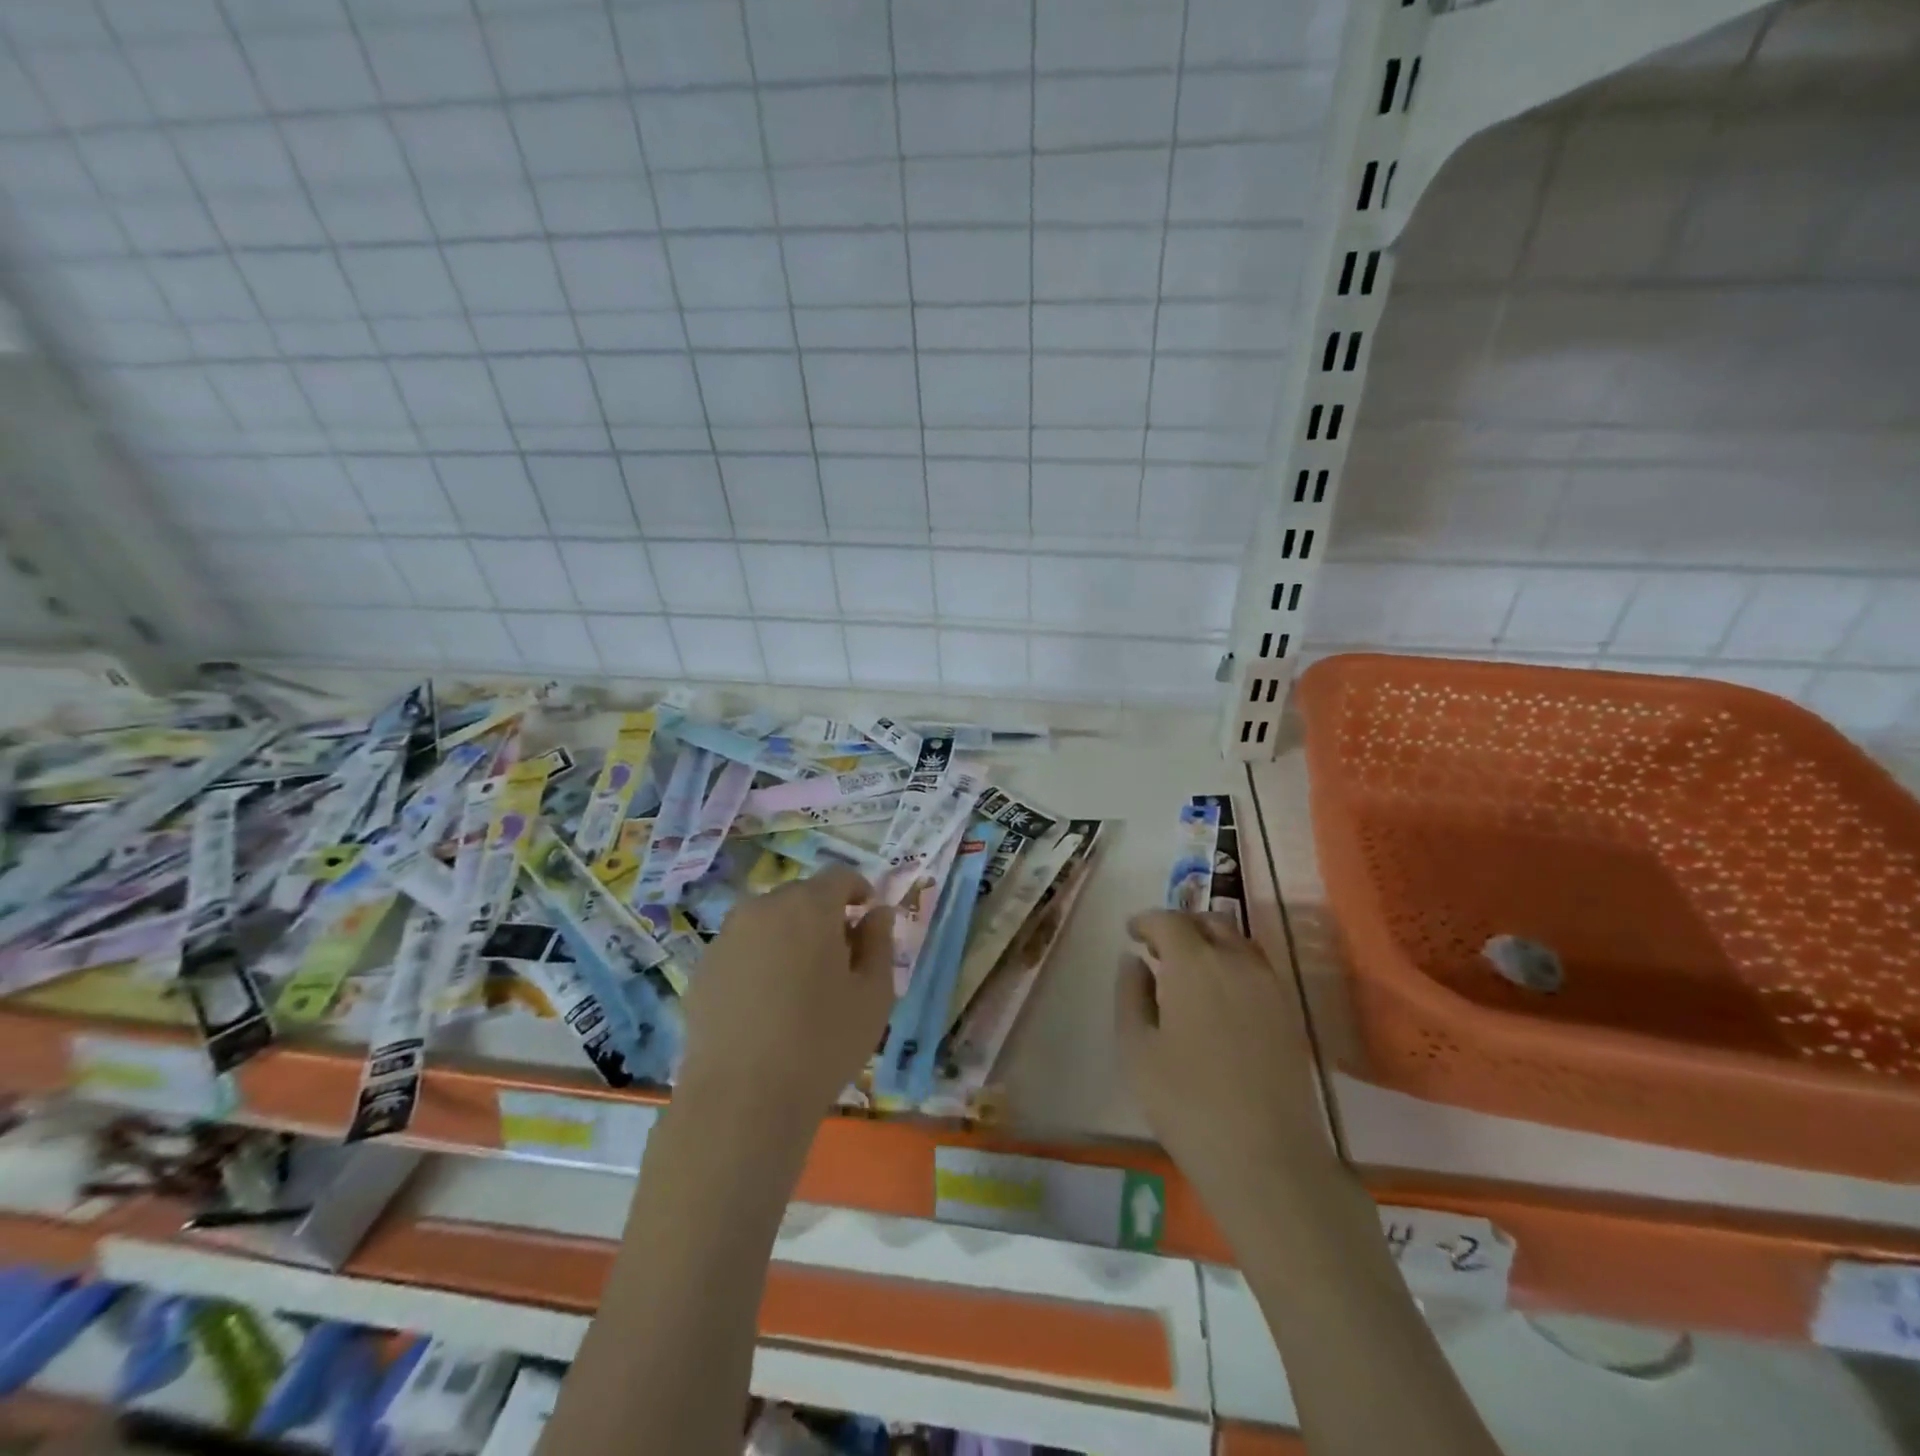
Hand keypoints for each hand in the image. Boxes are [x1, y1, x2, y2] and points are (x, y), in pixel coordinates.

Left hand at [676, 866, 895, 1127]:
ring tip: (800, 983)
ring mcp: (727, 936)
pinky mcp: (703, 968)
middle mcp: (763, 907)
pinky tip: (766, 1004)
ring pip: (769, 920)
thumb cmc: (822, 1043)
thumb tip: (877, 913)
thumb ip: (880, 943)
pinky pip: (743, 948)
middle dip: (824, 915)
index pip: (839, 877)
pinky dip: (760, 960)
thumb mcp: (874, 995)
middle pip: (802, 896)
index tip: (868, 918)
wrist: (741, 1100)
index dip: (858, 891)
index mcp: (809, 906)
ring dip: (790, 936)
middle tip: (840, 958)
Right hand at [1116, 909, 1333, 1238]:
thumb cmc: (1186, 1102)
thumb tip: (1134, 961)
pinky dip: (1233, 964)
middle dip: (1180, 926)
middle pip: (1209, 922)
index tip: (1131, 933)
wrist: (1267, 1158)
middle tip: (1158, 949)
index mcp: (1194, 962)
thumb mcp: (1137, 1048)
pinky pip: (1257, 968)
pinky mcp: (1290, 1012)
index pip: (1168, 920)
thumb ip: (1130, 994)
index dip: (1146, 921)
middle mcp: (1236, 961)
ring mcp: (1270, 986)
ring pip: (1237, 942)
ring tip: (1187, 971)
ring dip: (1210, 942)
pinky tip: (1218, 997)